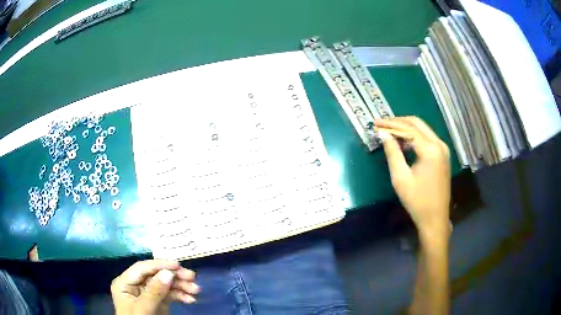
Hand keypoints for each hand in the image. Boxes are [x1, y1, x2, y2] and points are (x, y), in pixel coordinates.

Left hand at [111, 259, 199, 314]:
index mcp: (125, 283)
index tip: (178, 265)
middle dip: (174, 276)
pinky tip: (190, 300)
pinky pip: (170, 295)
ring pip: (165, 284)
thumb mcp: (143, 309)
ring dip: (181, 286)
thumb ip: (153, 292)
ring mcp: (147, 294)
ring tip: (196, 290)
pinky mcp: (157, 302)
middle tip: (192, 277)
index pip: (142, 268)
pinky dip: (180, 296)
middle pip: (156, 275)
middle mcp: (136, 285)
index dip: (159, 265)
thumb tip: (168, 273)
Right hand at [375, 117, 450, 236]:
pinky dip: (415, 136)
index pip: (408, 128)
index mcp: (430, 150)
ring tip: (389, 131)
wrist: (435, 218)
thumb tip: (383, 134)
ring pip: (423, 129)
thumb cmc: (417, 201)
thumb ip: (392, 153)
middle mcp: (439, 144)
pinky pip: (427, 138)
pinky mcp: (443, 155)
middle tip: (382, 124)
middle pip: (417, 123)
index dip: (390, 124)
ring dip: (406, 128)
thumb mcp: (401, 178)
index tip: (375, 123)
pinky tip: (403, 141)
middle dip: (398, 122)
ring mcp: (443, 149)